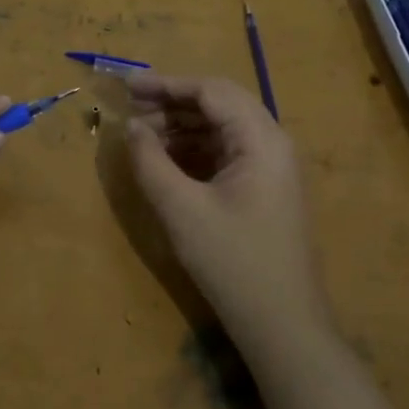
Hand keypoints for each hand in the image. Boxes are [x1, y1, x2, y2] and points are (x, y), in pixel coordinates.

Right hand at [127, 74, 408, 408]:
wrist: (282, 324)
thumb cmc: (232, 262)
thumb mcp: (182, 210)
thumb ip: (151, 161)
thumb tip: (131, 127)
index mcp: (261, 139)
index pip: (212, 91)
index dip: (166, 84)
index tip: (126, 87)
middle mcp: (272, 144)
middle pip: (219, 105)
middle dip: (172, 103)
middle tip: (129, 111)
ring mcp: (271, 168)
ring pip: (222, 129)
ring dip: (181, 126)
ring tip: (140, 135)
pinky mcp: (264, 190)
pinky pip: (226, 153)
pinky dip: (194, 150)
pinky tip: (166, 160)